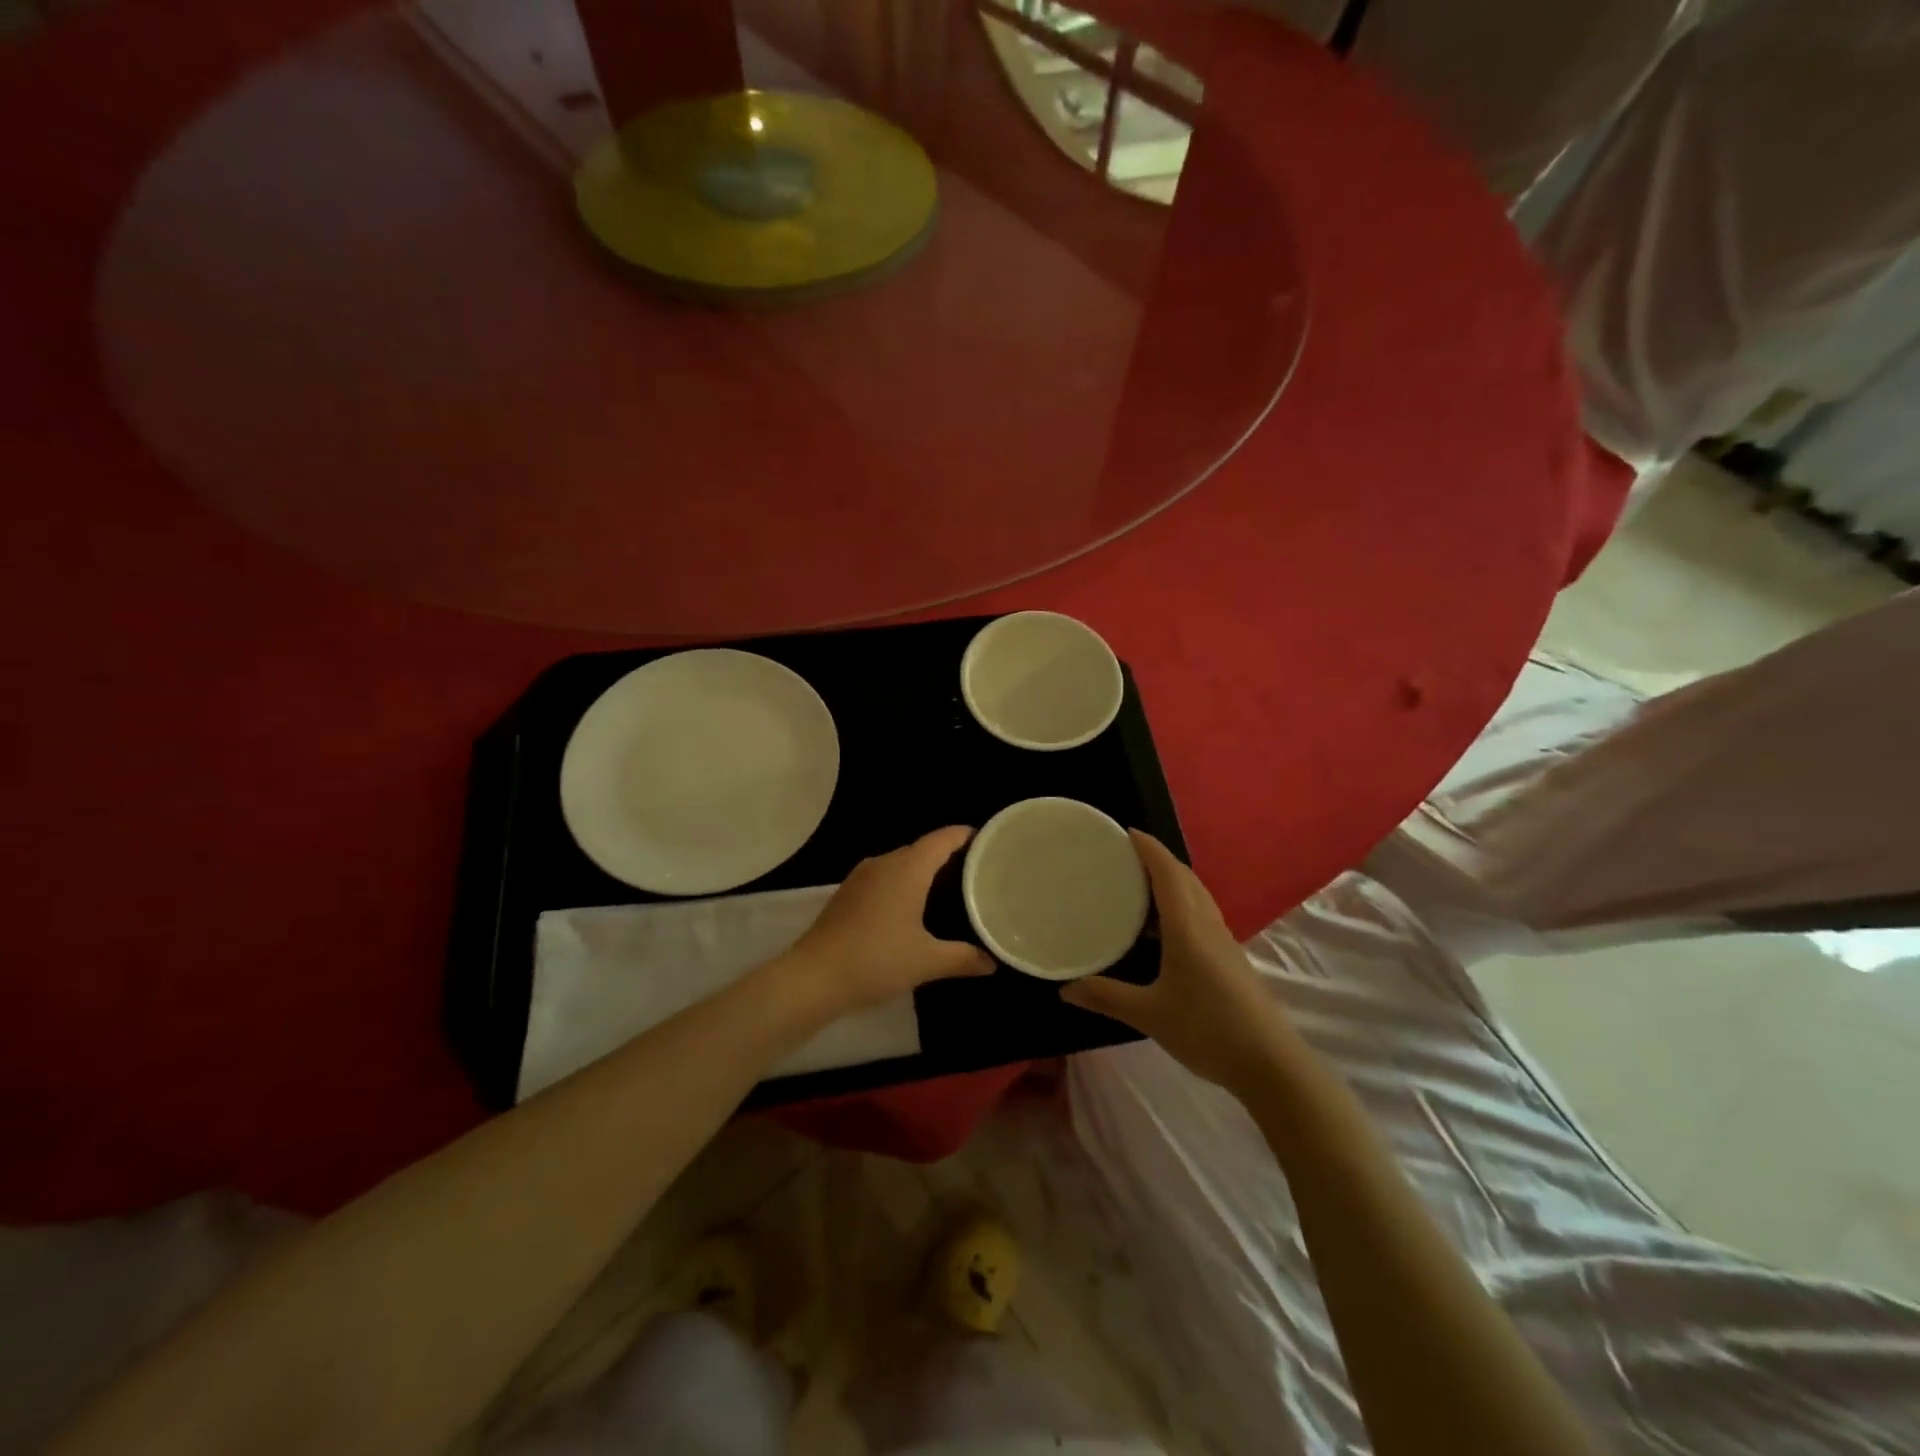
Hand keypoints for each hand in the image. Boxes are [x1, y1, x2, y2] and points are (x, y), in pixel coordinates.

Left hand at [783, 826, 993, 1013]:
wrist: (814, 977)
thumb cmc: (876, 961)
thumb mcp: (926, 961)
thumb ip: (963, 958)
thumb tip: (992, 963)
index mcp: (907, 869)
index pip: (942, 839)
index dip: (964, 836)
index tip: (986, 840)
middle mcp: (884, 863)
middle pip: (921, 848)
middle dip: (947, 854)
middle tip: (974, 870)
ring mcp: (861, 877)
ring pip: (900, 863)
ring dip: (922, 870)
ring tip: (947, 886)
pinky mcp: (846, 893)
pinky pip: (883, 877)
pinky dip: (902, 883)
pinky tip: (909, 906)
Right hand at [1061, 831, 1295, 1089]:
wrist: (1270, 1064)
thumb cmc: (1207, 1029)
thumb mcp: (1149, 1014)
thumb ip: (1106, 997)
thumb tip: (1065, 989)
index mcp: (1187, 927)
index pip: (1167, 873)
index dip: (1148, 848)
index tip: (1125, 831)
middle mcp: (1207, 924)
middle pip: (1185, 877)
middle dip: (1158, 858)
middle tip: (1125, 855)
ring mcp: (1223, 941)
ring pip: (1196, 895)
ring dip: (1171, 880)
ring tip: (1139, 883)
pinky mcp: (1230, 958)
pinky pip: (1201, 914)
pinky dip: (1180, 903)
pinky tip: (1163, 927)